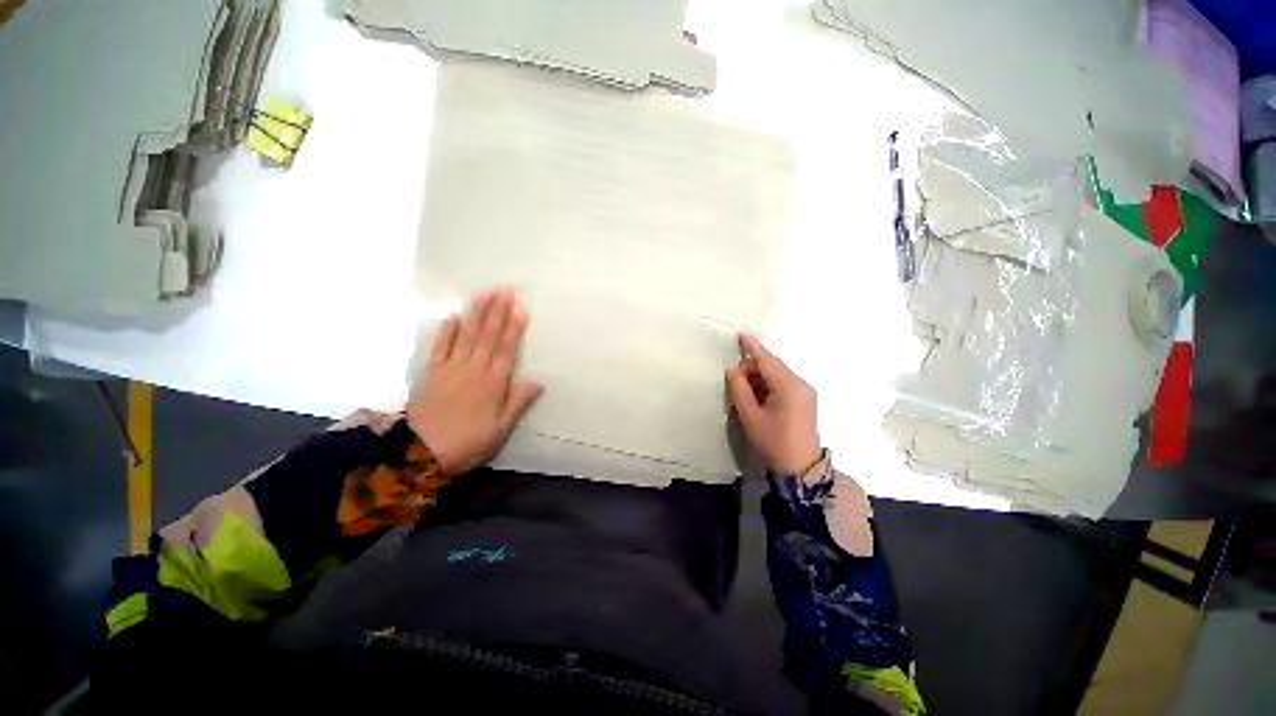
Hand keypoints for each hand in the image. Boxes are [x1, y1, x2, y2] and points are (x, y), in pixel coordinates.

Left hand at [407, 290, 543, 476]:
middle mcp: (474, 370)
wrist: (420, 454)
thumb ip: (518, 402)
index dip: (514, 328)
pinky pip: (440, 348)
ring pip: (467, 336)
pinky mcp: (432, 374)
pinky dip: (446, 332)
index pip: (507, 349)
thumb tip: (538, 382)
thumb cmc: (468, 443)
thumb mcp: (500, 429)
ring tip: (485, 294)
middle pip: (488, 336)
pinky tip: (453, 317)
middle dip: (497, 312)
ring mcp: (451, 369)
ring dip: (476, 314)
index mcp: (493, 383)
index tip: (519, 307)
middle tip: (505, 290)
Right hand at [725, 334, 820, 474]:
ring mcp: (805, 392)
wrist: (801, 468)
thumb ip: (739, 390)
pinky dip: (767, 386)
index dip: (752, 347)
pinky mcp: (804, 400)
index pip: (767, 360)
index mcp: (789, 386)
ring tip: (742, 391)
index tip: (740, 335)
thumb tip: (733, 370)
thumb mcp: (751, 417)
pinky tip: (756, 397)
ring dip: (758, 378)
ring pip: (777, 375)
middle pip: (772, 366)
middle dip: (752, 368)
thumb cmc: (774, 442)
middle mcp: (800, 384)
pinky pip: (782, 384)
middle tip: (733, 380)